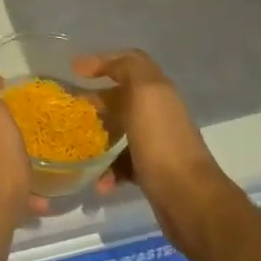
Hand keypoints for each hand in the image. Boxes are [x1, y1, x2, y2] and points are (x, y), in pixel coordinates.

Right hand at [74, 50, 233, 249]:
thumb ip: (126, 68)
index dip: (104, 61)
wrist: (188, 199)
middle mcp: (158, 112)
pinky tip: (99, 182)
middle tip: (72, 109)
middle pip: (122, 97)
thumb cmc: (161, 140)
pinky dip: (109, 170)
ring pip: (120, 131)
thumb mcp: (145, 92)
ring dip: (99, 137)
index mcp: (157, 90)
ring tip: (79, 147)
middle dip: (96, 100)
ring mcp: (155, 143)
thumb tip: (95, 62)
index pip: (130, 62)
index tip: (76, 71)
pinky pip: (123, 164)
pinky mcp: (151, 172)